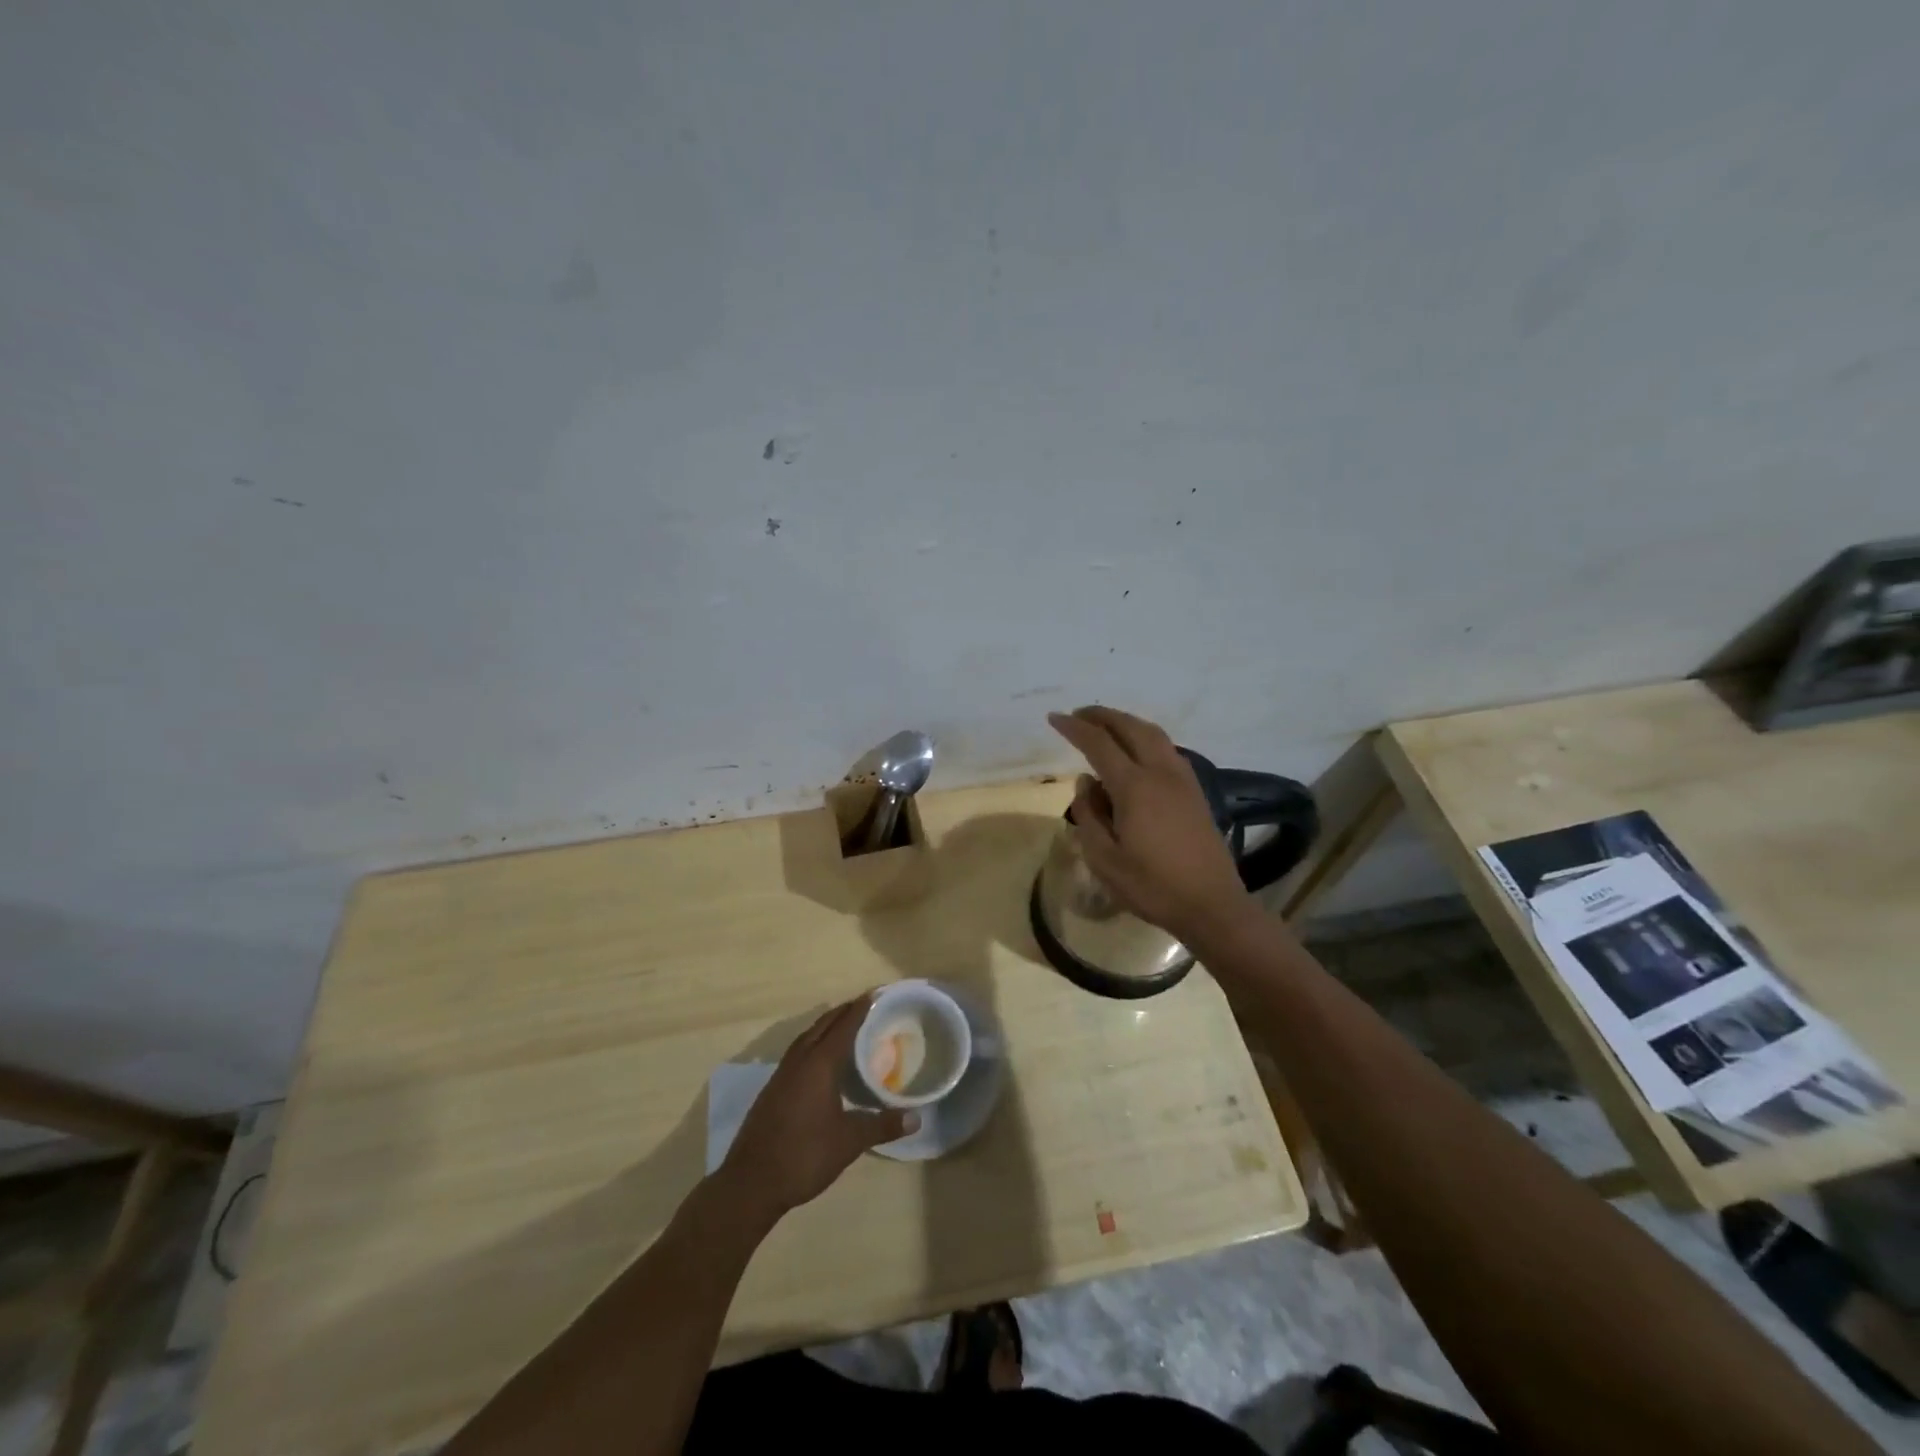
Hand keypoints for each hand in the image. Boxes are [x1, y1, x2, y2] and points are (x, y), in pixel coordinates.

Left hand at [719, 996, 917, 1224]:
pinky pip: (798, 1052)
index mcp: (819, 1063)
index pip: (844, 1025)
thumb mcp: (849, 1141)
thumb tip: (916, 1118)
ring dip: (826, 1027)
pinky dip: (814, 1044)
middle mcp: (799, 1060)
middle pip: (823, 1025)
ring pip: (807, 1037)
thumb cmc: (804, 1155)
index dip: (861, 1008)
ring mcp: (782, 1074)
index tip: (876, 994)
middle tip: (866, 1006)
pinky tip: (822, 1060)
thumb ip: (882, 1125)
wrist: (751, 1182)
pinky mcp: (773, 1089)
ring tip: (846, 1026)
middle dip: (844, 1012)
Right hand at [1047, 706, 1251, 942]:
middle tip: (1078, 715)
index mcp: (1135, 787)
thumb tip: (1086, 782)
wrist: (1212, 905)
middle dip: (1102, 716)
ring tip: (1105, 727)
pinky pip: (1166, 749)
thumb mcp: (1104, 859)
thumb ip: (1089, 815)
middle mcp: (1161, 773)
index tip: (1054, 718)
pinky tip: (1136, 753)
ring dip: (1126, 723)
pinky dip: (1145, 738)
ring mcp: (1183, 780)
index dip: (1074, 728)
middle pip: (1130, 728)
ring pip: (1153, 734)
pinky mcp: (1195, 791)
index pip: (1099, 744)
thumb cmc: (1152, 886)